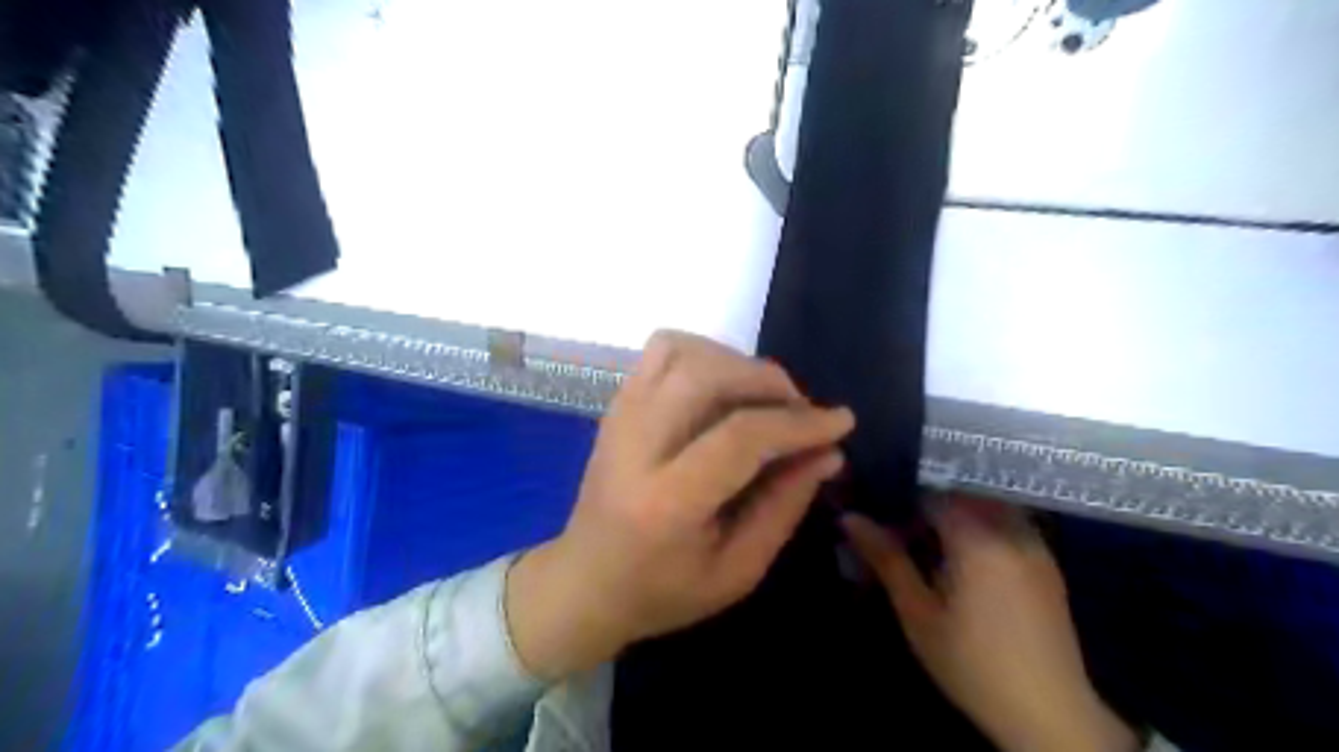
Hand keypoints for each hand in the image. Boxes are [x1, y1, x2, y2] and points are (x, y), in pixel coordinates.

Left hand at [509, 329, 851, 680]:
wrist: (585, 582)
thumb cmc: (663, 590)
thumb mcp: (737, 570)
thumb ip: (784, 506)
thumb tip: (827, 451)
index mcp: (666, 502)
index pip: (739, 437)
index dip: (798, 423)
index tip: (841, 421)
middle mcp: (635, 445)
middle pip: (706, 375)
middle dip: (768, 381)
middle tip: (798, 409)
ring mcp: (619, 417)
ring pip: (681, 350)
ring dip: (735, 362)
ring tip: (761, 398)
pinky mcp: (616, 405)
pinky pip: (662, 351)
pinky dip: (704, 355)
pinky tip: (723, 388)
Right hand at [840, 500, 1131, 751]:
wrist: (1048, 711)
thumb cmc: (971, 662)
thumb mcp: (918, 612)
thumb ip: (886, 558)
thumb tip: (849, 518)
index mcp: (976, 538)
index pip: (932, 494)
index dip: (904, 504)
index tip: (888, 526)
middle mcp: (1010, 530)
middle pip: (961, 494)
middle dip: (931, 507)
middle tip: (909, 536)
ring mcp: (1034, 544)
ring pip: (987, 505)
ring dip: (959, 515)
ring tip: (936, 547)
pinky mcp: (1048, 562)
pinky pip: (1008, 523)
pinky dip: (983, 527)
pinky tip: (969, 562)